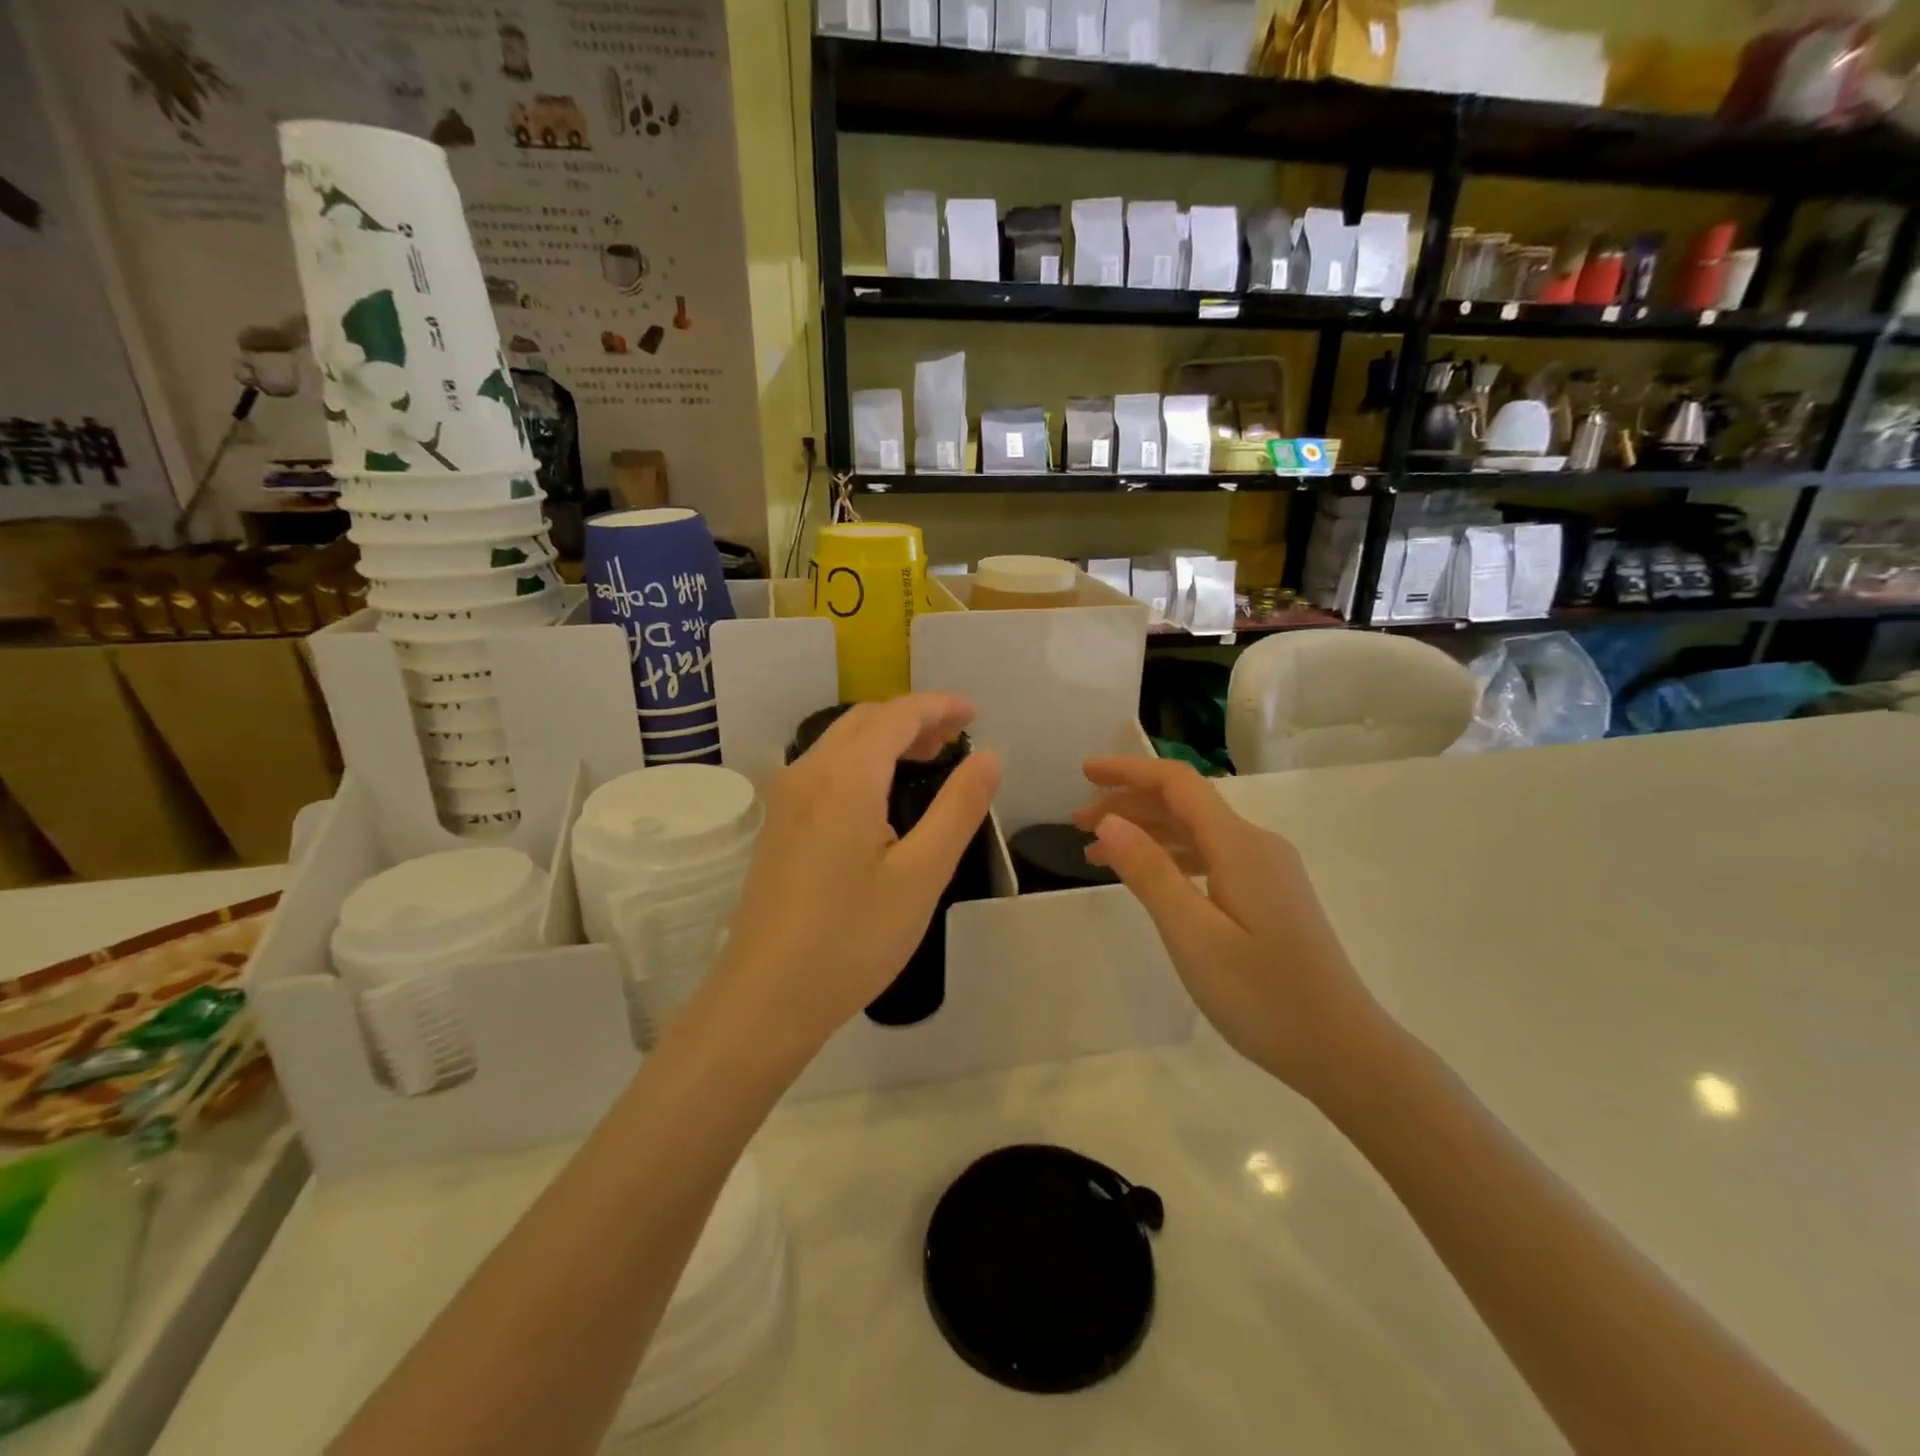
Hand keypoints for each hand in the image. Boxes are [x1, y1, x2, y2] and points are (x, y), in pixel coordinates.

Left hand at [707, 694, 1000, 1061]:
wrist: (766, 997)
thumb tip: (989, 756)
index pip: (897, 715)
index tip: (975, 713)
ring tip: (927, 758)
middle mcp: (808, 772)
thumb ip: (958, 808)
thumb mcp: (922, 874)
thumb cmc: (852, 938)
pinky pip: (825, 768)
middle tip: (956, 738)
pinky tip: (882, 794)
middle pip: (865, 720)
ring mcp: (785, 798)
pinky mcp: (777, 824)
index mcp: (846, 776)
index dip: (939, 707)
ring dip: (885, 737)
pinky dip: (862, 760)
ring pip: (841, 742)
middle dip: (913, 718)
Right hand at [1074, 756, 1387, 1103]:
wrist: (1343, 1051)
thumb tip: (1109, 820)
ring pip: (1196, 831)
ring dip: (1146, 832)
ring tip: (1098, 854)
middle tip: (1077, 825)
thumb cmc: (1264, 996)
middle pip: (1185, 803)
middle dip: (1129, 803)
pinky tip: (1149, 878)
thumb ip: (1150, 873)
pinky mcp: (1269, 895)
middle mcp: (1256, 845)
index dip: (1128, 770)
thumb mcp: (1194, 936)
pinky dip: (1171, 857)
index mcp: (1240, 845)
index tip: (1084, 772)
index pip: (1177, 784)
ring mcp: (1267, 870)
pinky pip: (1211, 856)